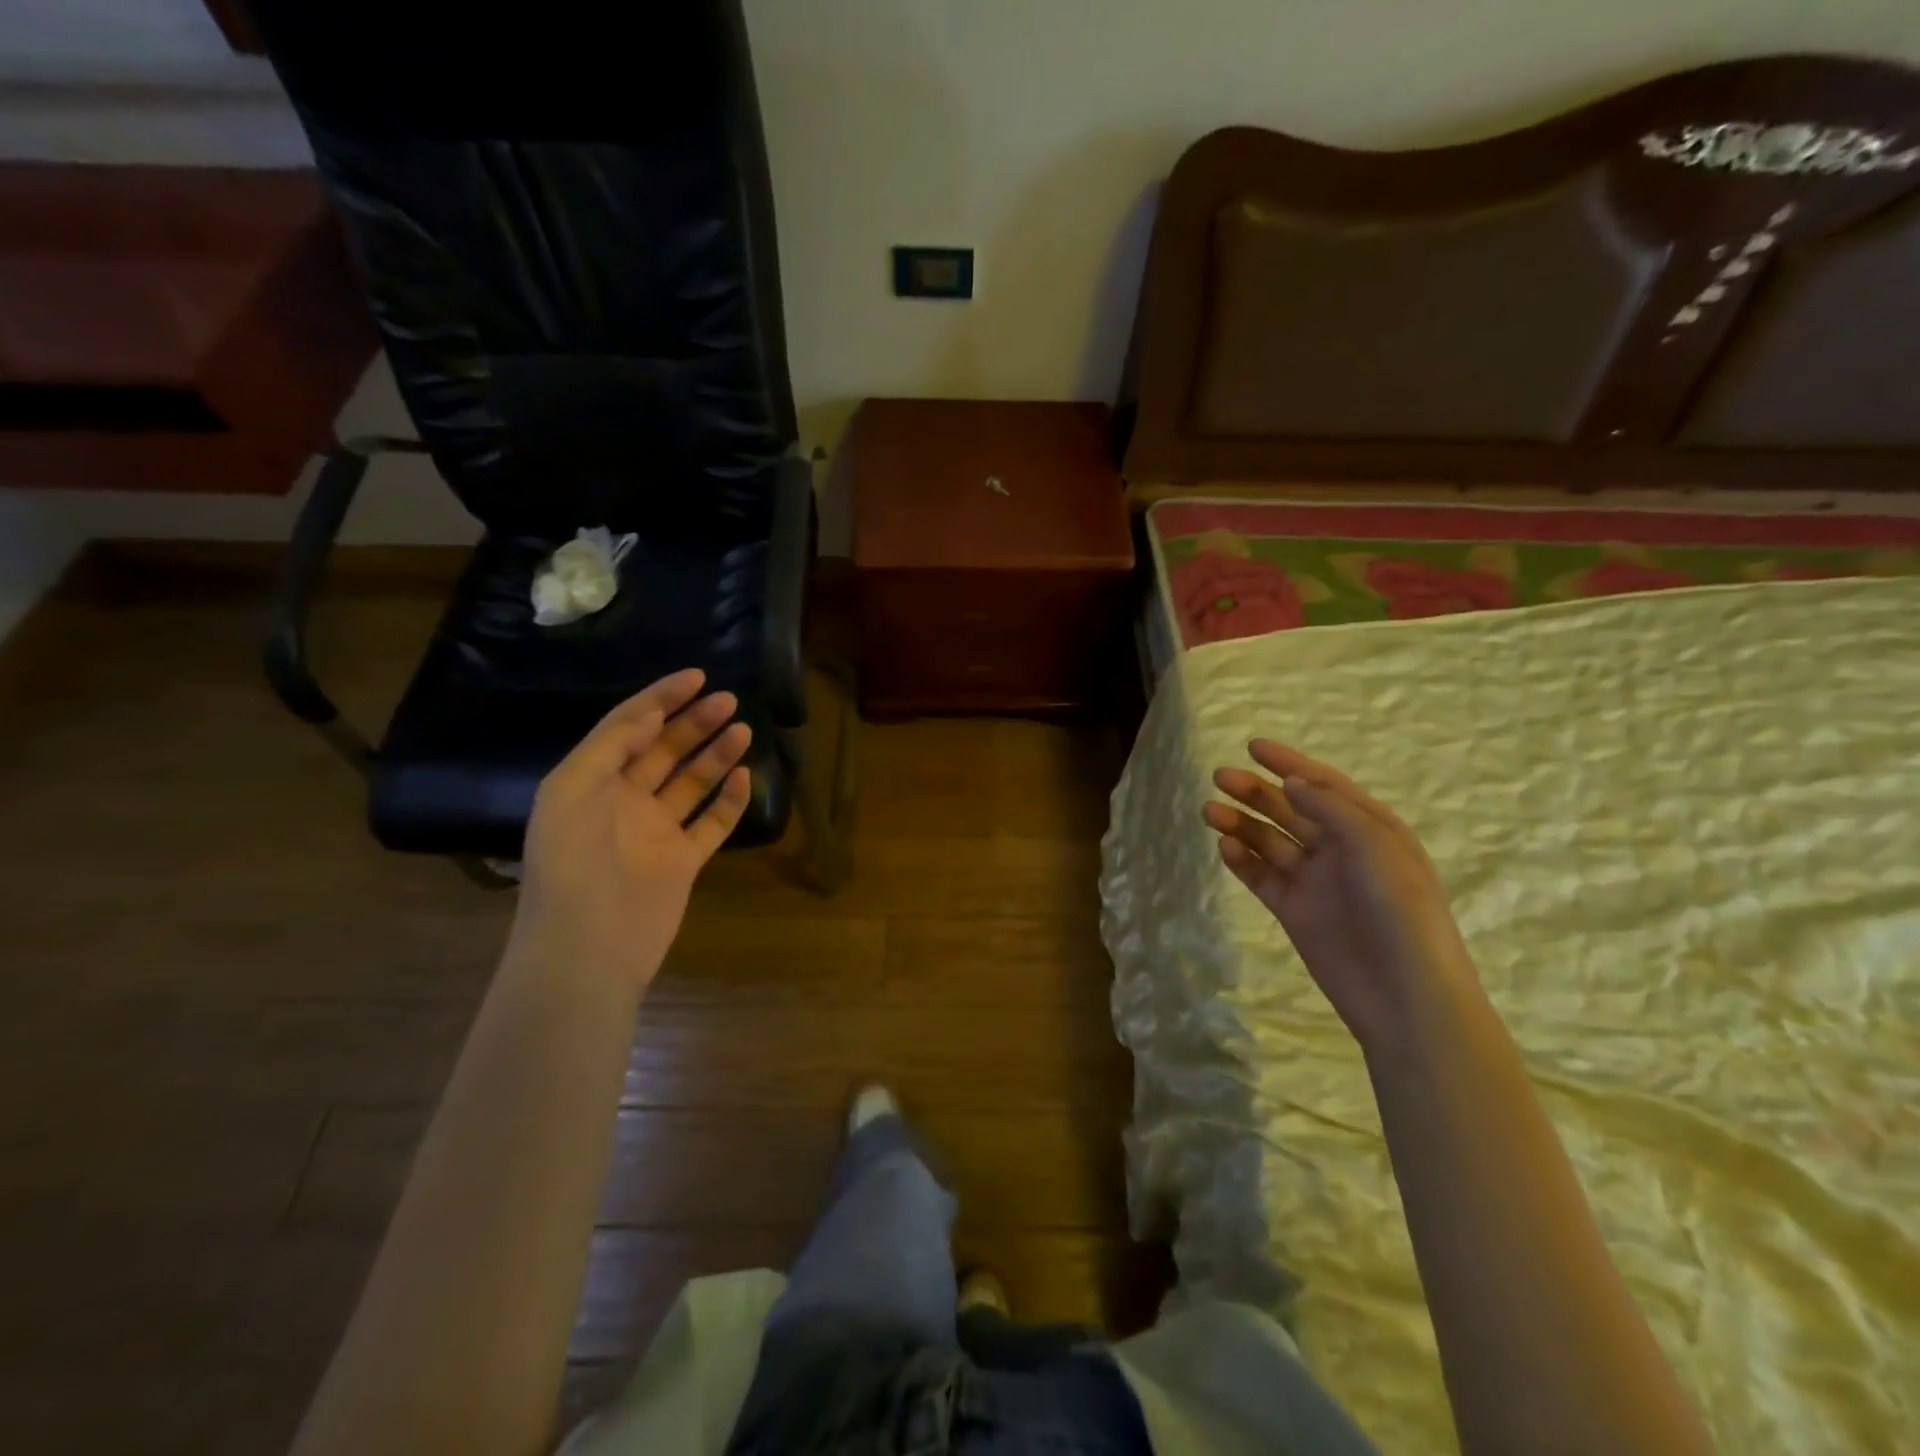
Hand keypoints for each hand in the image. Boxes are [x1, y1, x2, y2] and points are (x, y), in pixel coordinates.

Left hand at [510, 669, 751, 992]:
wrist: (586, 947)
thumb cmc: (571, 864)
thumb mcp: (571, 791)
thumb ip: (611, 746)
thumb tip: (652, 715)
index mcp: (592, 782)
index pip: (628, 728)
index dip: (659, 699)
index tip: (696, 677)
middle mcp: (624, 802)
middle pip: (665, 751)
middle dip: (694, 722)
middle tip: (727, 701)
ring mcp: (656, 832)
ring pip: (692, 783)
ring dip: (716, 754)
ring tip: (742, 730)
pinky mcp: (683, 861)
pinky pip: (712, 823)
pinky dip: (729, 800)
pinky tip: (744, 778)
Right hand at [1204, 740, 1476, 1049]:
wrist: (1404, 996)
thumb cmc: (1401, 913)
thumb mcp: (1376, 847)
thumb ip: (1331, 810)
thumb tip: (1291, 783)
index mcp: (1370, 829)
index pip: (1323, 786)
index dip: (1289, 764)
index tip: (1252, 746)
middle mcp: (1340, 850)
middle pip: (1290, 810)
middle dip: (1255, 791)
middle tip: (1220, 778)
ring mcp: (1315, 881)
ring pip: (1269, 841)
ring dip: (1241, 823)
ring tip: (1210, 812)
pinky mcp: (1294, 911)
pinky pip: (1262, 877)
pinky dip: (1242, 860)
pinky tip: (1224, 847)